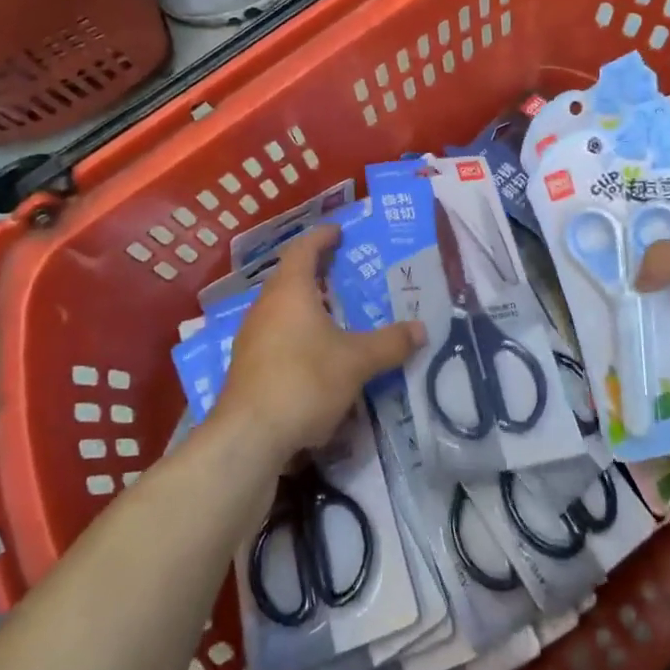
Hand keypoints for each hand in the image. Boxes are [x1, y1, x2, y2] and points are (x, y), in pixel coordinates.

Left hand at [214, 223, 425, 461]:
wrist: (249, 437)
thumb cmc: (304, 381)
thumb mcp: (356, 361)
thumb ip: (390, 343)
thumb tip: (421, 329)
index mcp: (290, 291)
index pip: (303, 249)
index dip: (322, 237)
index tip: (339, 232)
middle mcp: (265, 307)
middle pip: (290, 278)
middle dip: (316, 272)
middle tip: (344, 272)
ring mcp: (252, 338)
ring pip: (282, 310)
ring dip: (306, 306)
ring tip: (335, 314)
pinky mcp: (247, 367)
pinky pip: (277, 337)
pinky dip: (298, 334)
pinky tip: (317, 356)